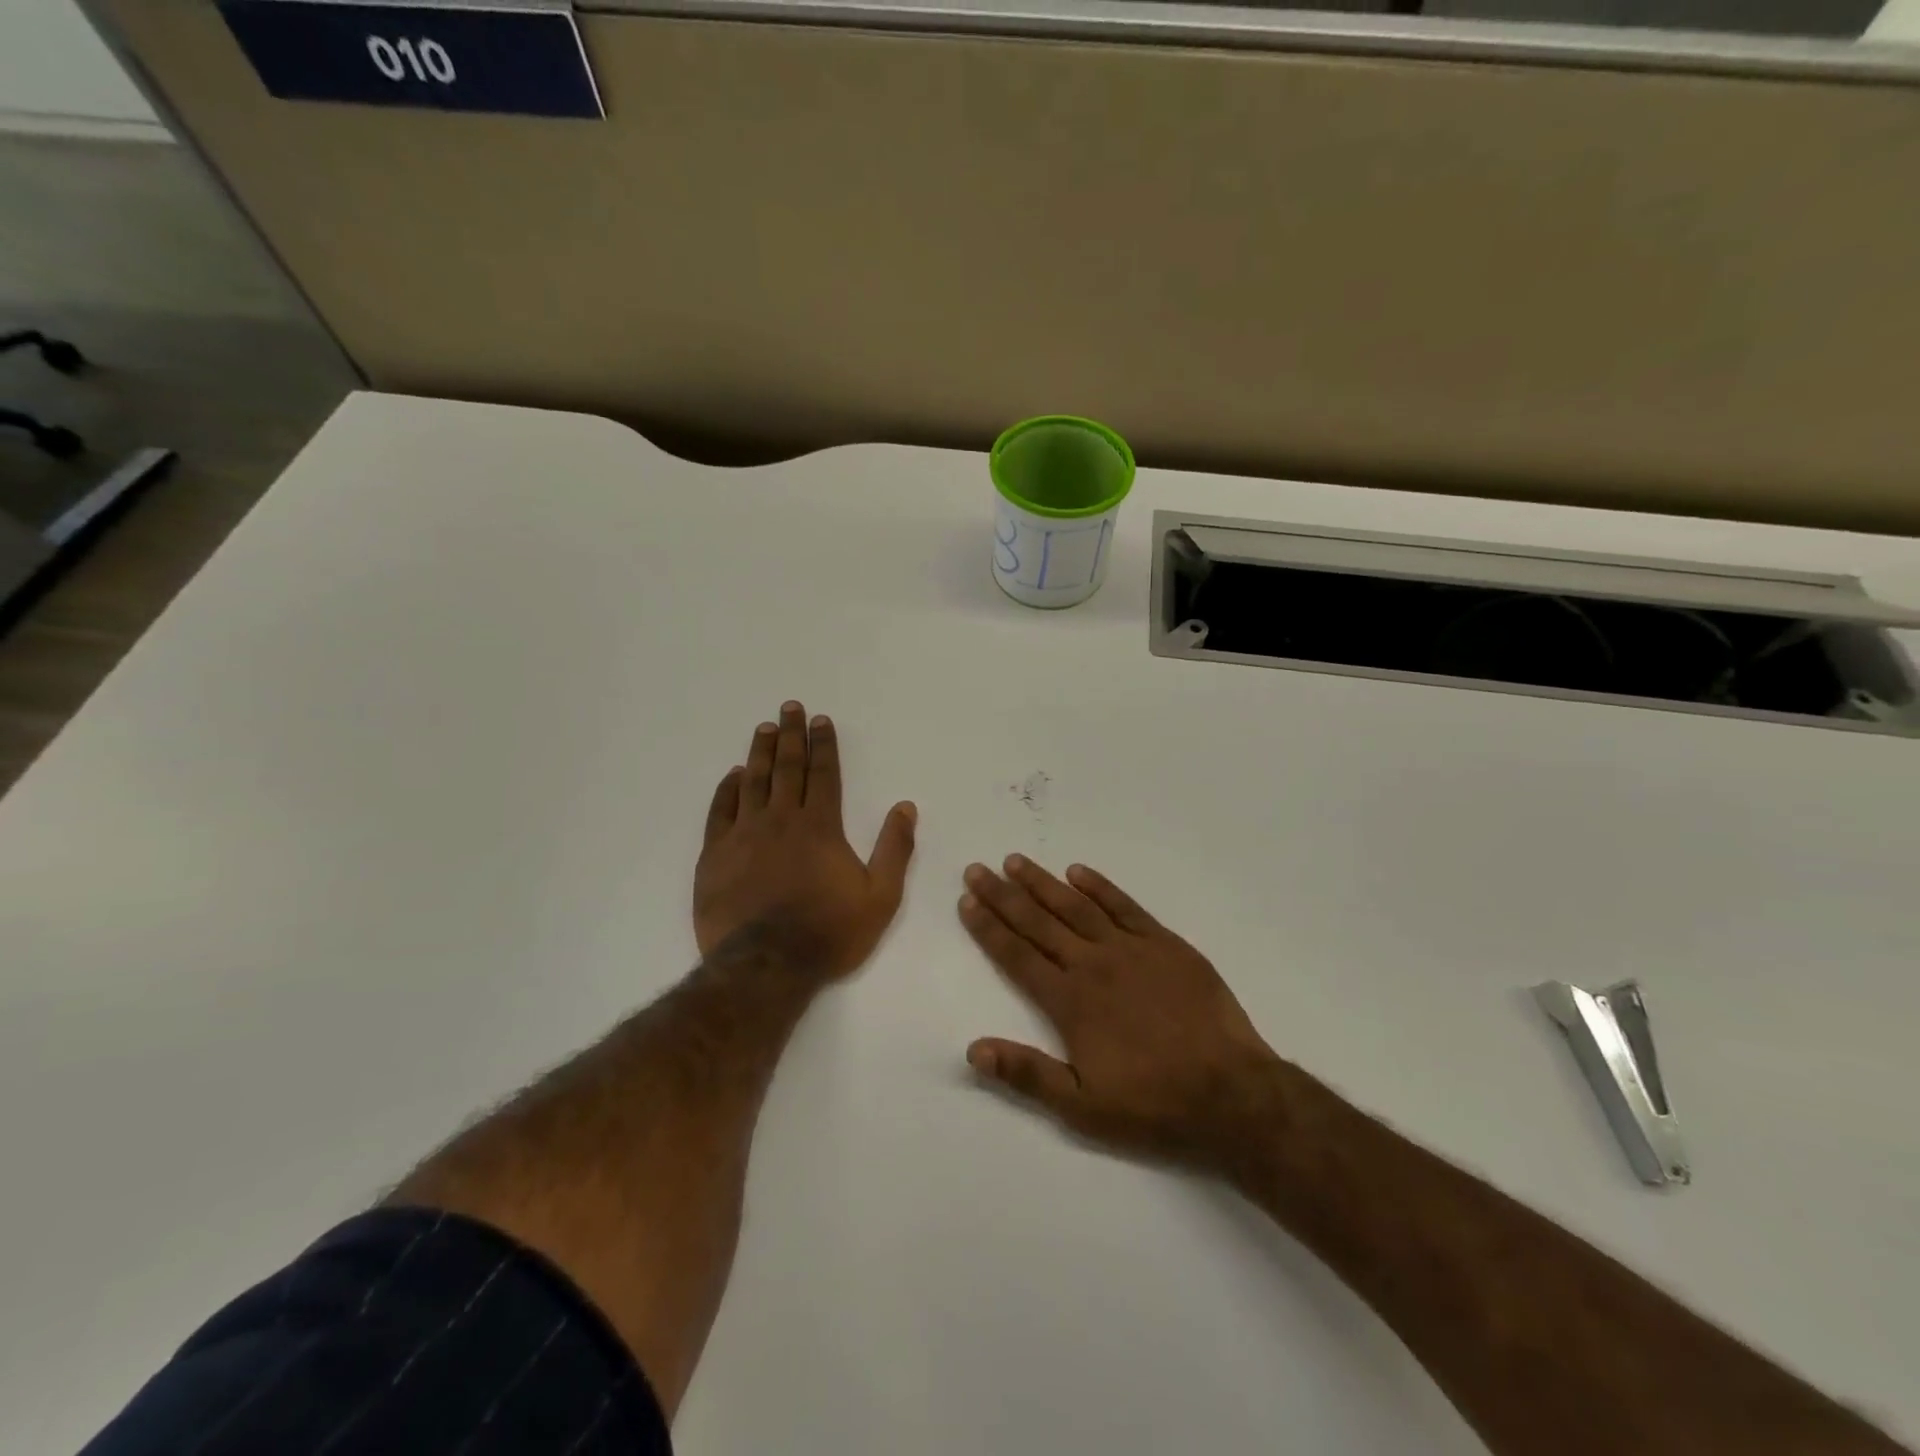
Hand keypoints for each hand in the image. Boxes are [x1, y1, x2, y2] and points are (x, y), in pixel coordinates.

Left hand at [695, 702, 916, 979]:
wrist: (767, 965)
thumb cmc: (829, 932)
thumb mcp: (880, 896)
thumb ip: (894, 849)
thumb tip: (905, 807)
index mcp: (820, 826)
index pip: (823, 774)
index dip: (823, 745)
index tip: (820, 720)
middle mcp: (781, 819)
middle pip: (786, 767)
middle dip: (790, 735)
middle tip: (789, 708)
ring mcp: (744, 835)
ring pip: (752, 781)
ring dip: (759, 752)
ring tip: (764, 728)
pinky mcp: (715, 855)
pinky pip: (720, 811)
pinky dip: (727, 789)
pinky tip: (732, 775)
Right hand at [959, 856, 1287, 1171]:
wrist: (1231, 1093)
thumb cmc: (1153, 1103)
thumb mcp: (1082, 1107)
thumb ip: (1027, 1074)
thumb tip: (973, 1049)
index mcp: (1070, 1002)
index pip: (1017, 956)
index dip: (989, 928)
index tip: (966, 902)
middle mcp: (1093, 965)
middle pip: (1038, 922)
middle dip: (1003, 896)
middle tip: (977, 870)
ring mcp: (1131, 949)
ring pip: (1076, 906)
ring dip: (1043, 882)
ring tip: (1016, 861)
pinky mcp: (1165, 943)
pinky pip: (1125, 906)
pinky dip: (1099, 887)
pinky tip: (1078, 871)